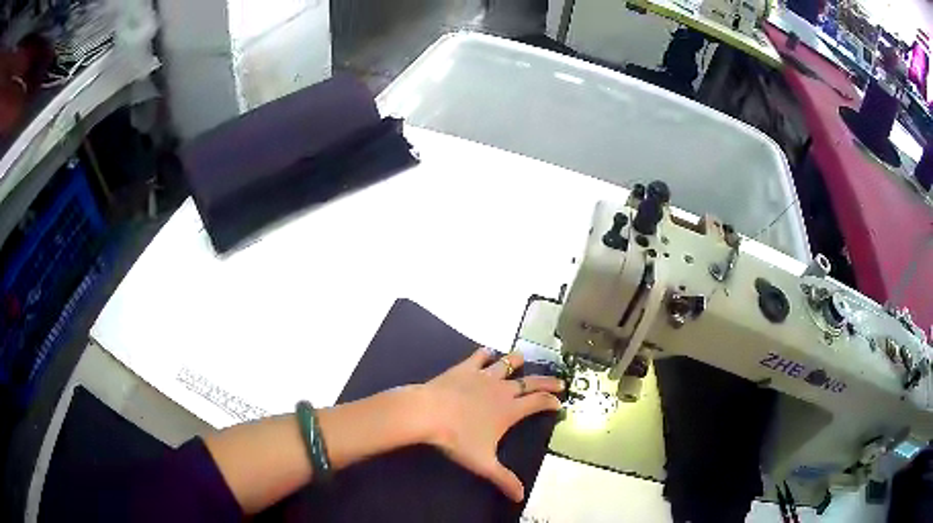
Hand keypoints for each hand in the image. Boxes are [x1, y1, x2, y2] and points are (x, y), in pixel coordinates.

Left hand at [419, 348, 563, 501]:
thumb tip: (521, 497)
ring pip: (506, 364)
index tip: (559, 403)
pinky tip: (487, 352)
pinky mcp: (464, 368)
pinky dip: (485, 354)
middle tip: (559, 382)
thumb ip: (504, 479)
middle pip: (530, 382)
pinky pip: (479, 357)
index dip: (550, 402)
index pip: (538, 403)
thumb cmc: (458, 438)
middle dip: (546, 382)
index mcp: (510, 410)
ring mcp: (483, 376)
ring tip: (523, 358)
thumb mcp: (483, 463)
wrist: (428, 412)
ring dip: (516, 361)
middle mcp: (502, 390)